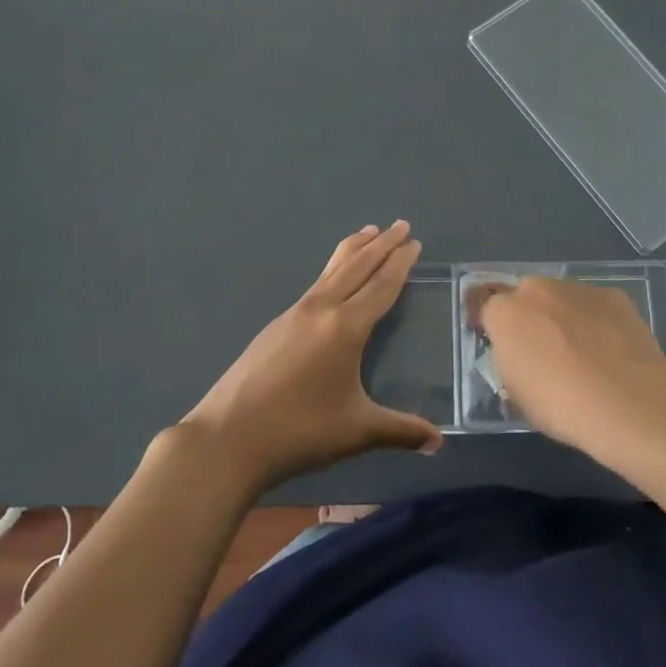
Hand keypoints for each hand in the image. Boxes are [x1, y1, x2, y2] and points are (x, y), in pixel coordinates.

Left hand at [182, 222, 440, 493]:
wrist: (227, 438)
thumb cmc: (299, 431)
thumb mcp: (356, 431)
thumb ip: (400, 431)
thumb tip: (438, 442)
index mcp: (346, 327)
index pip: (381, 285)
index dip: (400, 263)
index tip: (414, 242)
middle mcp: (322, 309)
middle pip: (357, 266)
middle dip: (382, 244)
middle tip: (401, 224)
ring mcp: (294, 314)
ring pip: (332, 270)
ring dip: (355, 249)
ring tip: (369, 231)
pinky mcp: (276, 325)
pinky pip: (315, 284)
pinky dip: (333, 269)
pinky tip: (332, 279)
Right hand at [477, 276, 665, 457]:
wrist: (627, 400)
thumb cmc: (561, 405)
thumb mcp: (518, 396)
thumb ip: (511, 365)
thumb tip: (521, 359)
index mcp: (505, 313)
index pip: (489, 310)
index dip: (496, 330)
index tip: (506, 352)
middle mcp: (537, 289)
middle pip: (526, 297)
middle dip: (531, 317)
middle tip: (545, 351)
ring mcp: (577, 288)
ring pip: (562, 298)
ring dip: (565, 317)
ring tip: (584, 353)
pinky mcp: (612, 295)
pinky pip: (595, 305)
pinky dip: (598, 321)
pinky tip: (611, 350)